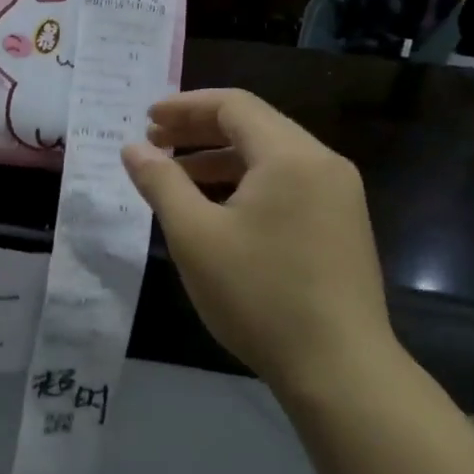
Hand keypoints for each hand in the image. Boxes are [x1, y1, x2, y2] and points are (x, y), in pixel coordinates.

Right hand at [121, 89, 396, 393]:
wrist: (339, 368)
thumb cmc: (258, 293)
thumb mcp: (194, 235)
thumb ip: (160, 182)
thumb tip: (133, 148)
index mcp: (291, 157)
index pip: (233, 106)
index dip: (184, 106)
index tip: (145, 120)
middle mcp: (322, 165)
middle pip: (254, 126)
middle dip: (198, 130)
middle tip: (153, 143)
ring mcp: (338, 196)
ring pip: (269, 157)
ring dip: (218, 159)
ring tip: (175, 177)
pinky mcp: (340, 226)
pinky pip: (285, 184)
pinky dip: (244, 183)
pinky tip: (215, 209)